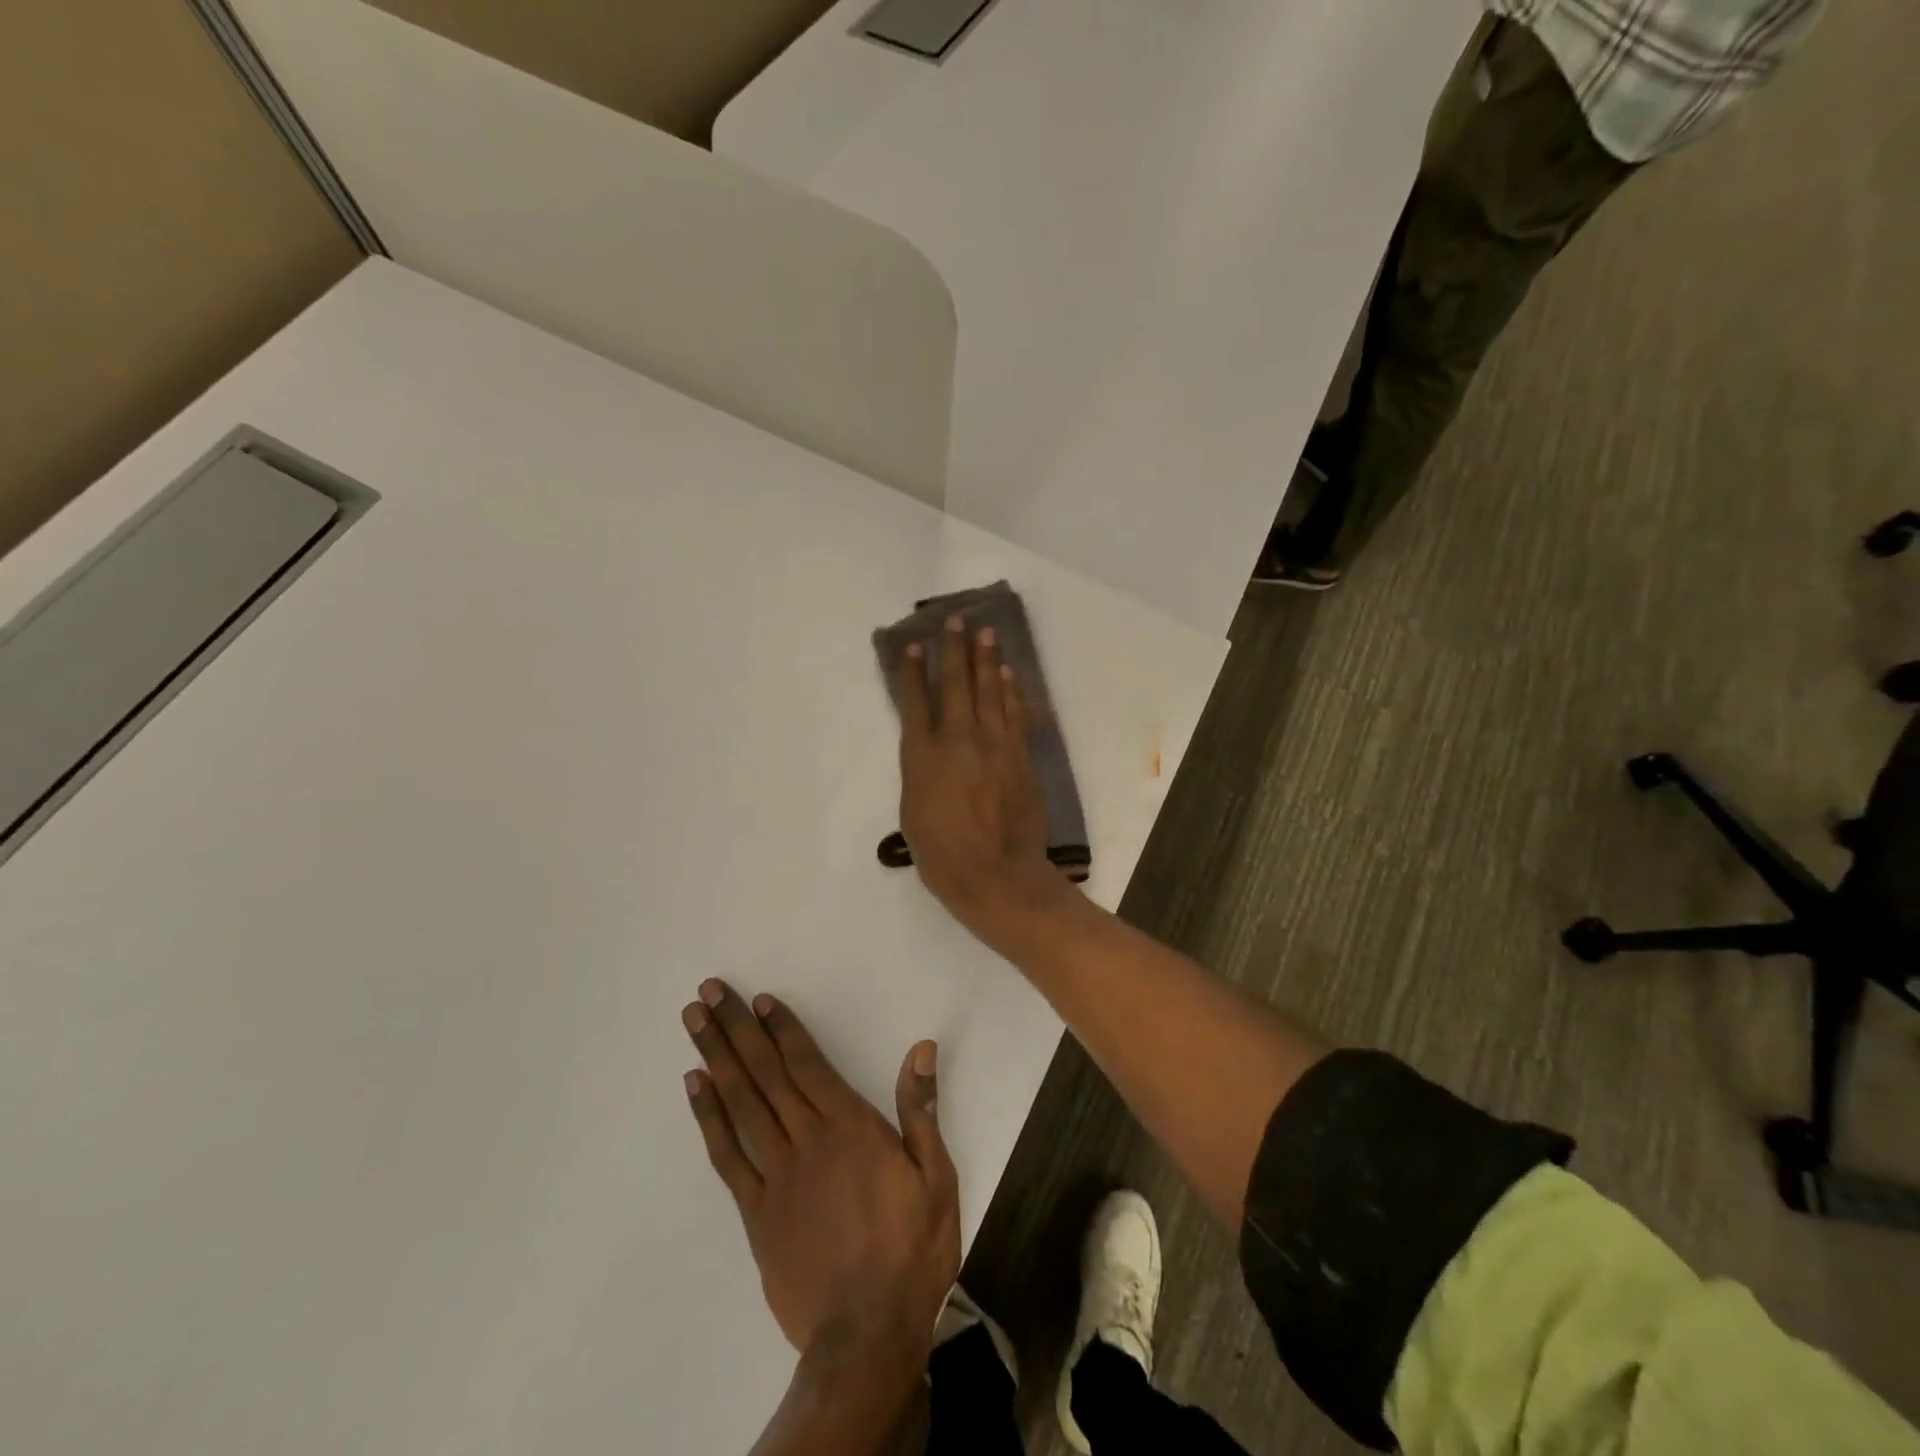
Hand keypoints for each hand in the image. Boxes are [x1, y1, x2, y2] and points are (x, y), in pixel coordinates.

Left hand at [682, 979, 959, 1368]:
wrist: (867, 1333)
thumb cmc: (911, 1248)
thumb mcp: (936, 1176)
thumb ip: (921, 1110)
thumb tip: (921, 1048)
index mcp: (850, 1127)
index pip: (808, 1064)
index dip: (782, 1029)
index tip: (759, 1000)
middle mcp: (807, 1140)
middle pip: (765, 1074)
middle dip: (736, 1029)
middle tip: (708, 992)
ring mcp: (776, 1176)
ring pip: (741, 1105)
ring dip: (716, 1059)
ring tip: (694, 1023)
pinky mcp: (756, 1213)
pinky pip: (727, 1156)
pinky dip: (709, 1118)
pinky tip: (695, 1087)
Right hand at [894, 616, 1073, 942]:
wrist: (997, 874)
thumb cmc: (943, 855)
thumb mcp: (913, 813)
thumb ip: (920, 774)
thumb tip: (929, 753)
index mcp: (922, 756)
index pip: (914, 703)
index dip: (911, 672)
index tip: (912, 646)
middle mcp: (958, 740)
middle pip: (955, 685)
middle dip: (954, 650)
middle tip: (956, 621)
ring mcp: (994, 745)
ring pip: (990, 692)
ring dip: (987, 660)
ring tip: (986, 634)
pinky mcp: (1020, 756)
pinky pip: (1016, 714)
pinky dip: (1012, 691)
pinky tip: (1009, 675)